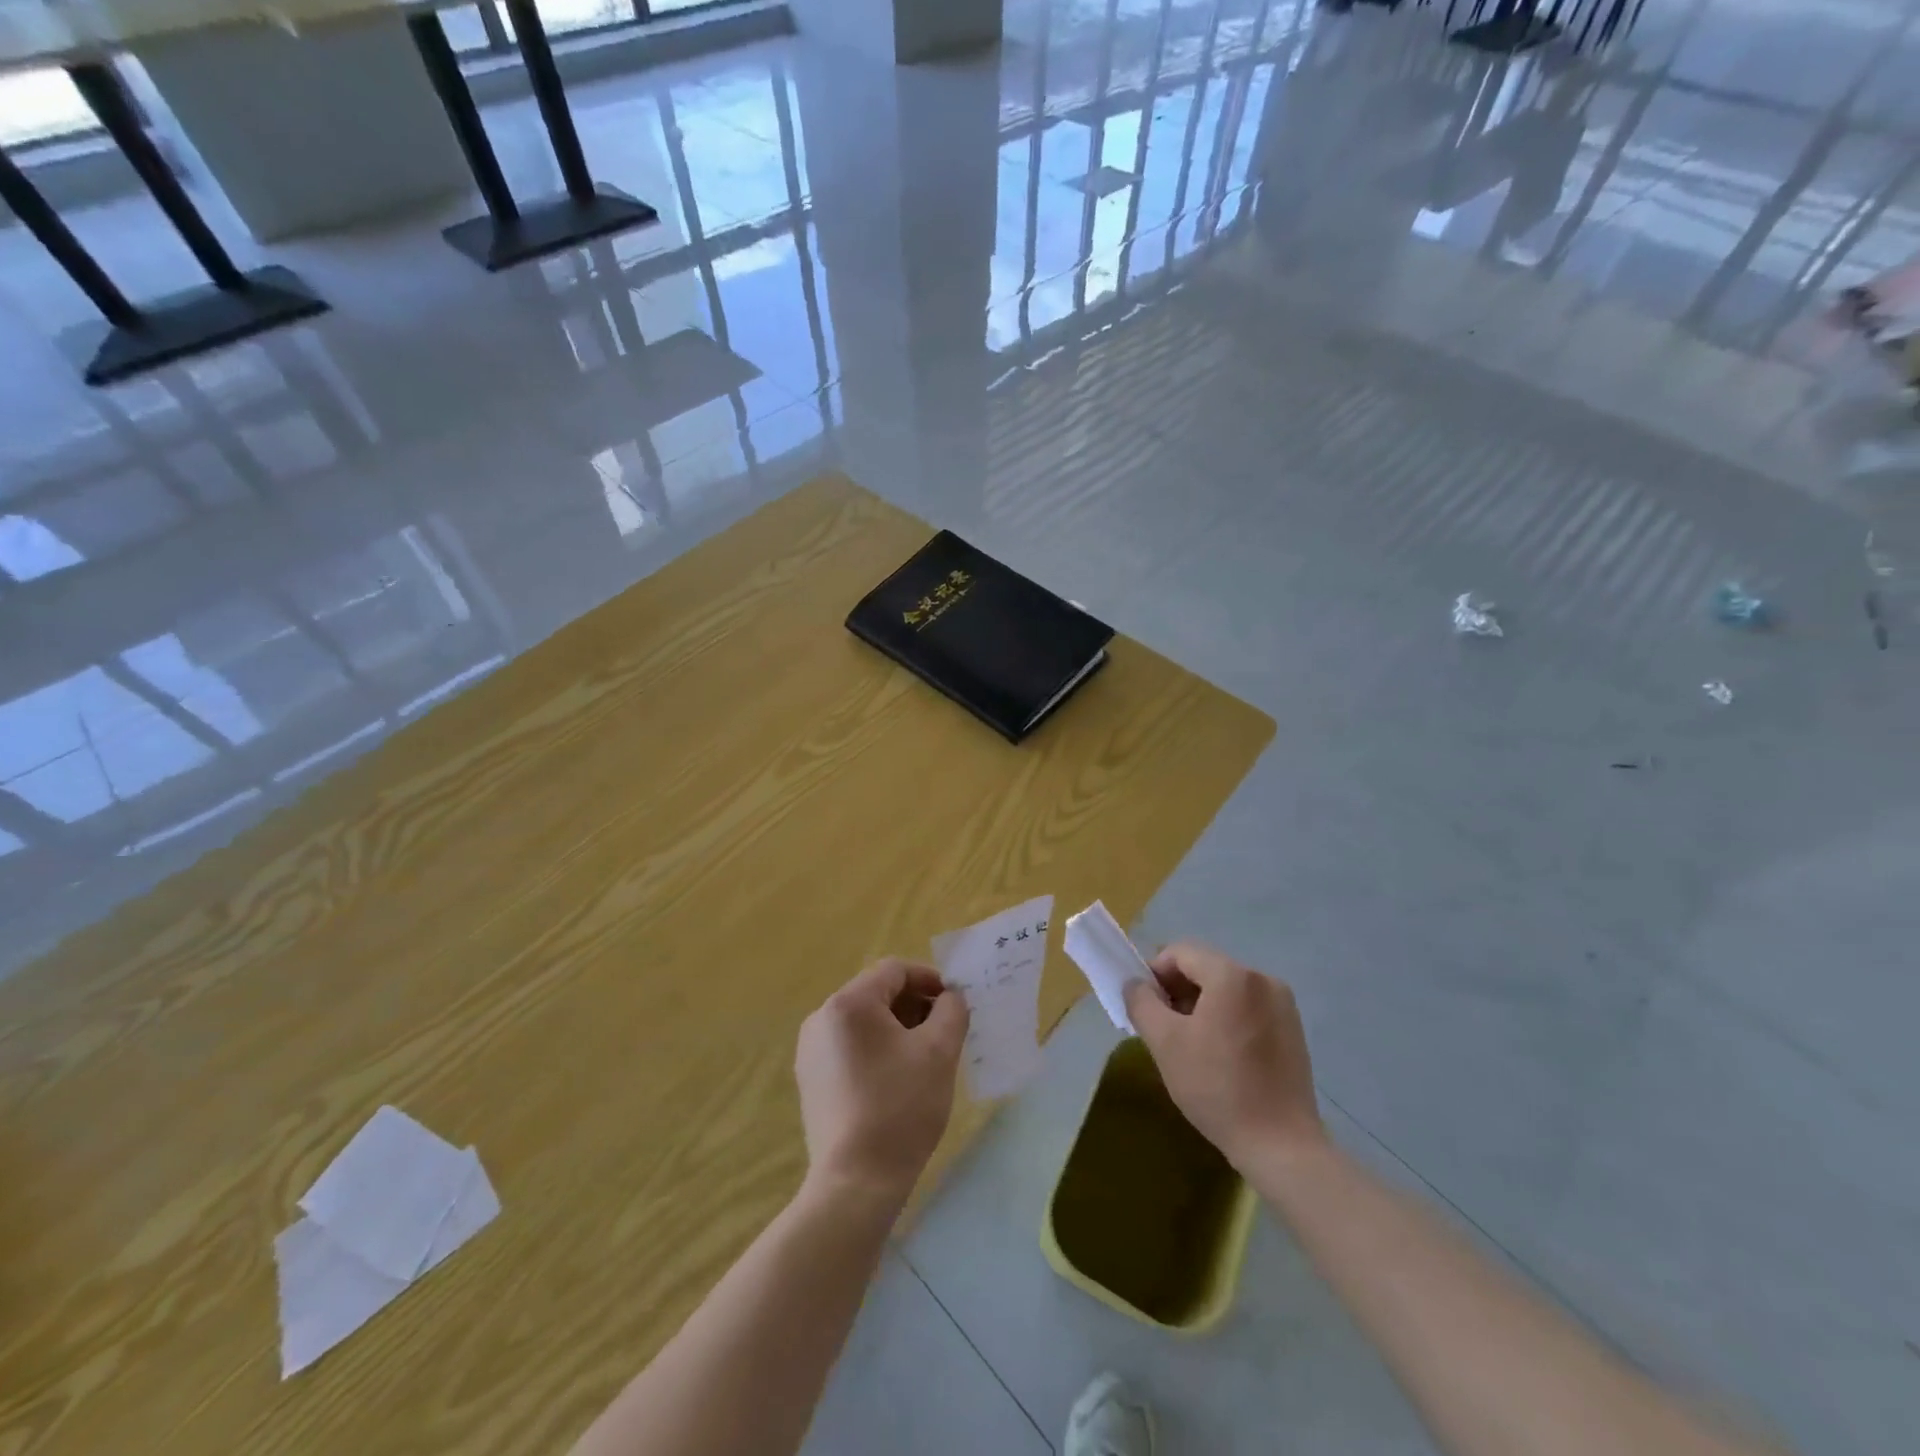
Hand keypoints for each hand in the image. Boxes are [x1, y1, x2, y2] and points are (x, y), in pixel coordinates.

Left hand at [795, 958, 968, 1203]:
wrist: (855, 1183)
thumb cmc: (901, 1108)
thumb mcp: (939, 1052)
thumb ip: (951, 1010)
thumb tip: (950, 997)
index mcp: (849, 1003)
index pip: (895, 970)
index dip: (929, 979)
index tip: (955, 1003)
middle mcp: (822, 1018)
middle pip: (877, 993)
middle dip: (915, 1005)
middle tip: (945, 1031)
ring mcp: (811, 1050)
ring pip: (864, 1021)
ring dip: (898, 1027)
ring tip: (925, 1056)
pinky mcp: (811, 1079)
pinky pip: (850, 1046)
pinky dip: (877, 1049)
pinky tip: (899, 1078)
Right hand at [1123, 941, 1323, 1168]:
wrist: (1280, 1145)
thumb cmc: (1217, 1087)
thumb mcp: (1165, 1043)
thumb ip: (1141, 1002)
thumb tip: (1135, 984)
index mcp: (1232, 976)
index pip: (1180, 953)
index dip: (1154, 973)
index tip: (1145, 1007)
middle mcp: (1262, 979)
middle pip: (1205, 968)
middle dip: (1178, 990)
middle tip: (1163, 1027)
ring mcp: (1282, 1004)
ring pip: (1226, 988)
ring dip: (1201, 1005)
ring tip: (1190, 1044)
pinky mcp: (1293, 1029)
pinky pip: (1248, 1007)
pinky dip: (1226, 1018)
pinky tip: (1220, 1055)